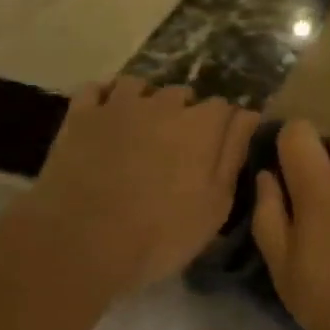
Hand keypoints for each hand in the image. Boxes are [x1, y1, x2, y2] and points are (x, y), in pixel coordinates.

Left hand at [0, 78, 259, 303]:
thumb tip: (248, 116)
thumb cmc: (160, 234)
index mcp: (202, 125)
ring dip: (145, 101)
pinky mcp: (81, 116)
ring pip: (139, 85)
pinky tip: (106, 117)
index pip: (224, 107)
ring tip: (141, 129)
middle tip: (177, 148)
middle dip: (185, 113)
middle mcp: (164, 104)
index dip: (223, 127)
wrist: (81, 244)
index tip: (217, 149)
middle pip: (183, 94)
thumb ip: (234, 154)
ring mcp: (119, 105)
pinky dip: (104, 98)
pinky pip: (96, 89)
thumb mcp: (215, 206)